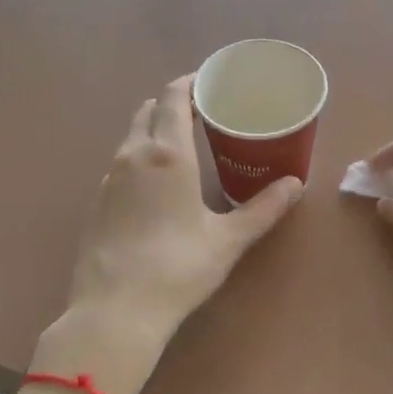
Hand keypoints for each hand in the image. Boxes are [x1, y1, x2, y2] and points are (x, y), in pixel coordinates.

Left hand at [40, 75, 302, 393]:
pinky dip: (141, 155)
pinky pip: (121, 162)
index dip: (191, 82)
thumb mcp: (228, 239)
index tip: (211, 82)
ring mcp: (109, 178)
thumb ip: (263, 208)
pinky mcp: (97, 202)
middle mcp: (133, 156)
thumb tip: (295, 185)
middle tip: (204, 112)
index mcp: (167, 154)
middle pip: (149, 109)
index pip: (173, 97)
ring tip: (185, 143)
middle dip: (173, 102)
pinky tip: (158, 182)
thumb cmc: (178, 268)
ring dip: (155, 128)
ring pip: (132, 135)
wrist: (114, 312)